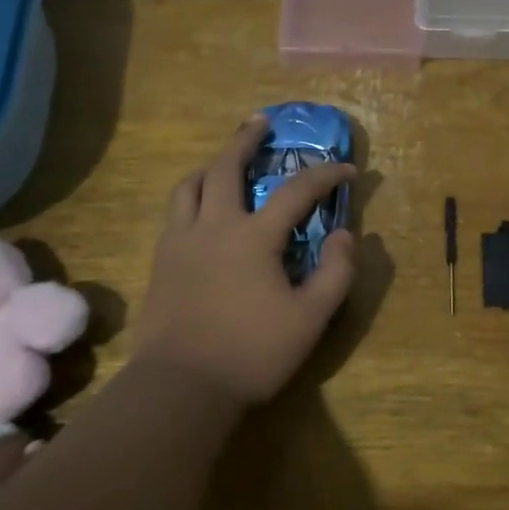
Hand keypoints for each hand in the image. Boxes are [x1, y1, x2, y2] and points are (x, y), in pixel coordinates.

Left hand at [131, 114, 357, 408]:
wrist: (180, 386)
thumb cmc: (251, 353)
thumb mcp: (310, 319)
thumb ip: (335, 274)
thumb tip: (347, 236)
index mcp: (253, 238)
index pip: (296, 192)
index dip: (325, 175)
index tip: (347, 169)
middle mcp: (213, 227)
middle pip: (225, 167)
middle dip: (246, 140)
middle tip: (260, 122)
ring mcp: (180, 242)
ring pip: (189, 186)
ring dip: (210, 166)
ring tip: (223, 162)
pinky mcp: (161, 262)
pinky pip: (175, 213)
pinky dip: (192, 197)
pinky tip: (201, 211)